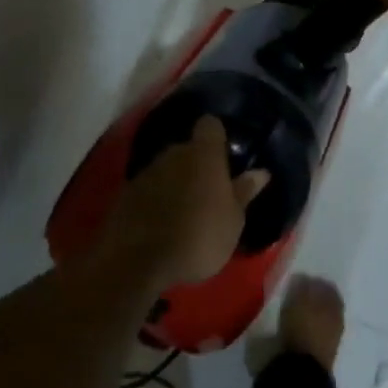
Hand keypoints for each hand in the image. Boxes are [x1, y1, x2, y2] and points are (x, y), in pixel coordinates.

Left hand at [98, 116, 268, 291]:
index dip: (217, 135)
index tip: (225, 153)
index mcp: (204, 155)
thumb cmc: (199, 238)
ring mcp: (146, 172)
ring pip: (167, 168)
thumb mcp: (233, 221)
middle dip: (198, 163)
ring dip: (176, 181)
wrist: (138, 262)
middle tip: (210, 190)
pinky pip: (149, 187)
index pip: (210, 125)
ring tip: (186, 209)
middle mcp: (173, 154)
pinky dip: (156, 198)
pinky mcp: (126, 192)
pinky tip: (162, 221)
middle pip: (188, 148)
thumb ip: (244, 192)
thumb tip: (261, 172)